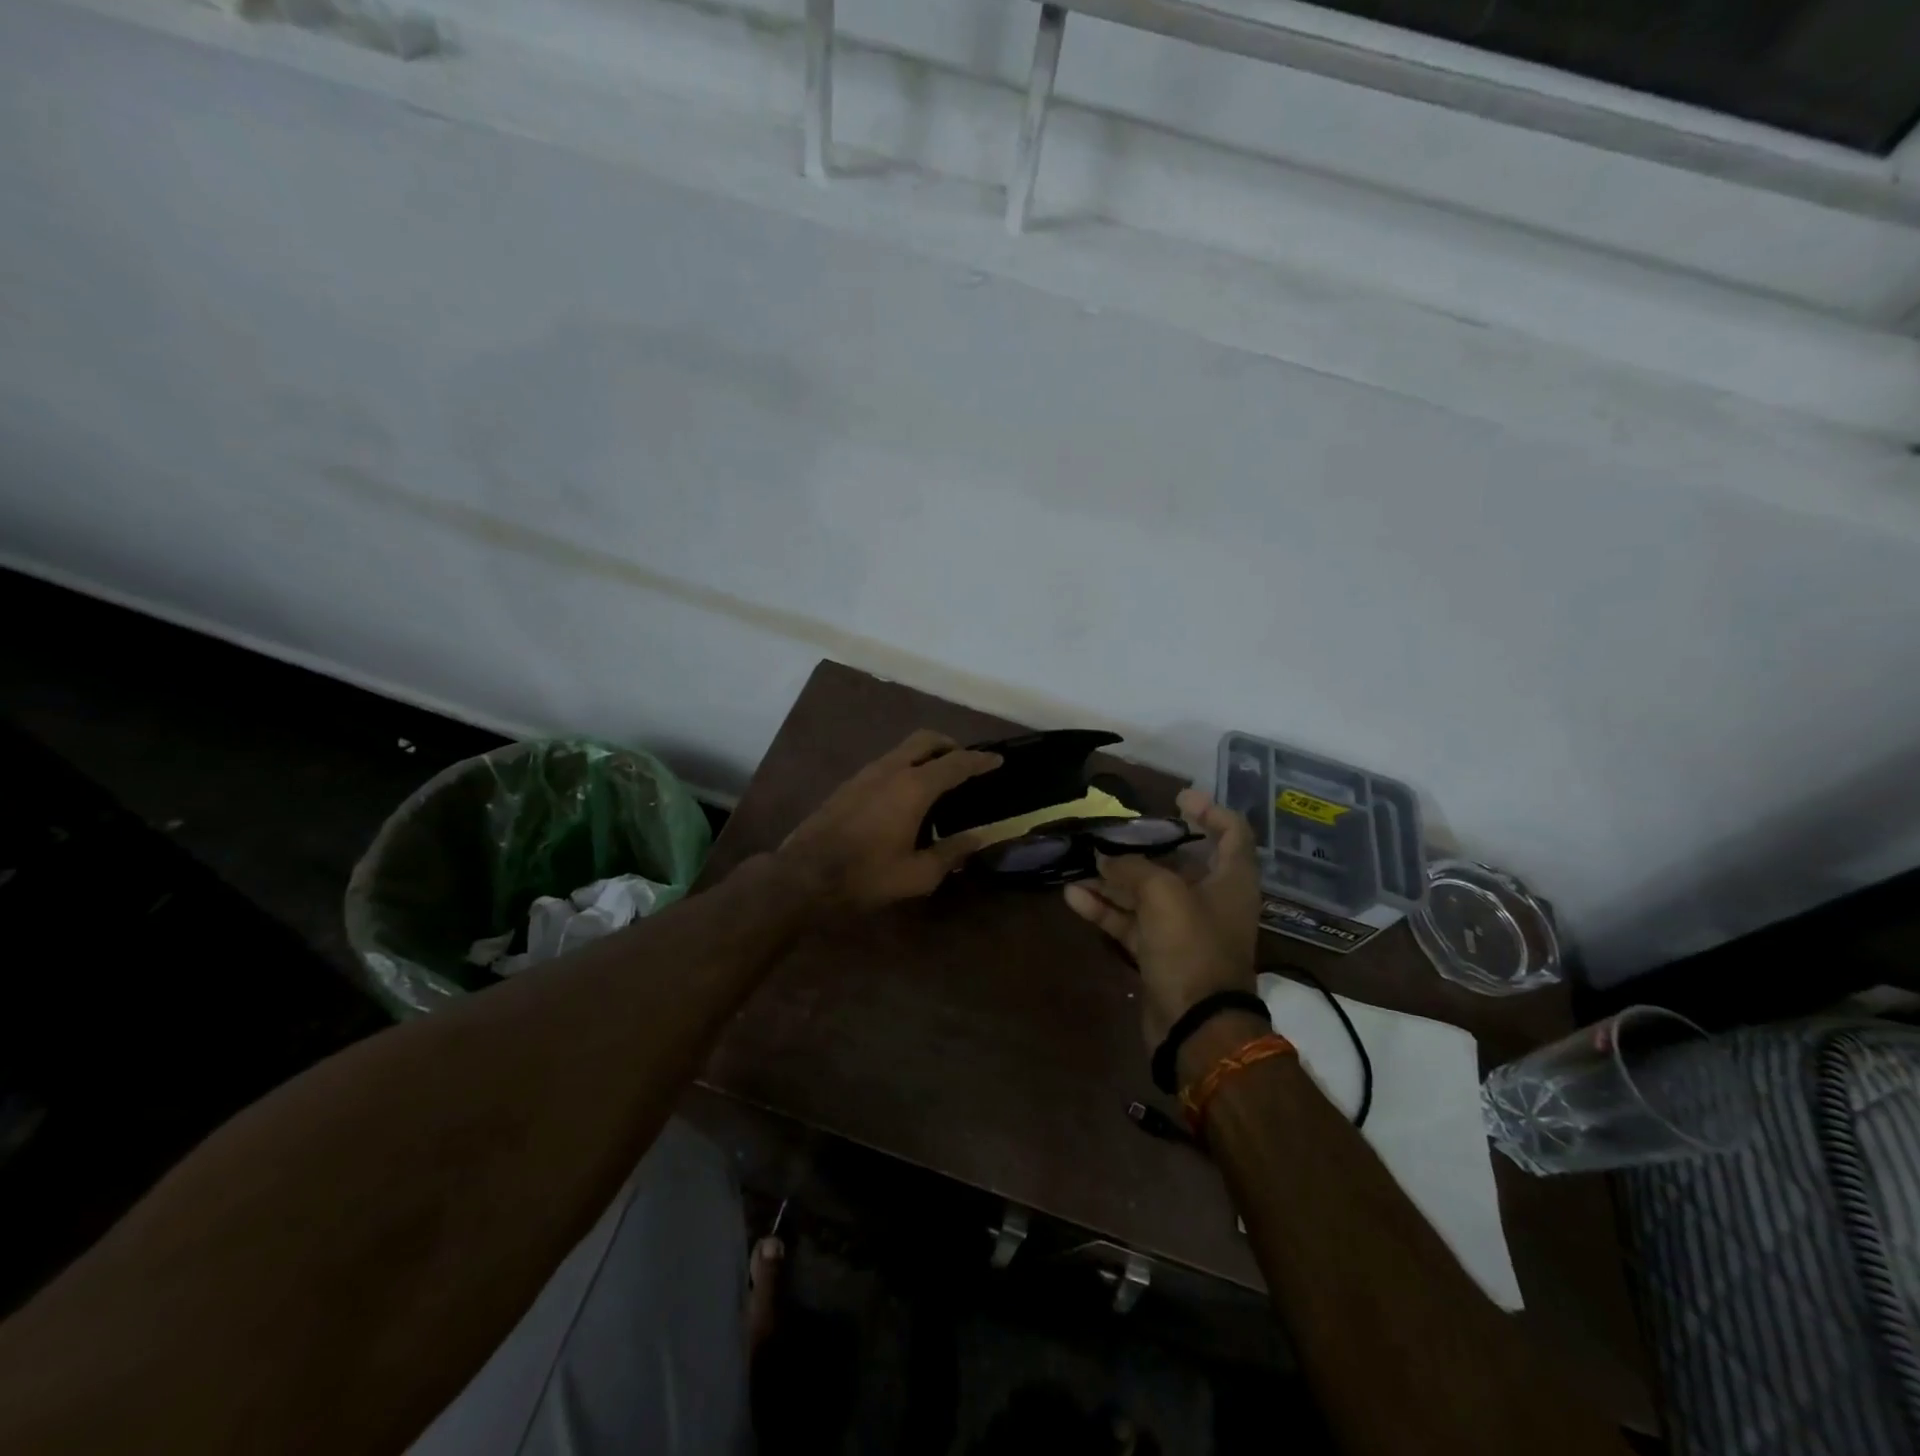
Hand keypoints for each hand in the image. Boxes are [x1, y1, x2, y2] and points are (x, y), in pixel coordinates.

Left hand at [777, 730, 1001, 912]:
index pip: (956, 763)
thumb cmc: (866, 876)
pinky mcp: (849, 784)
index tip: (998, 760)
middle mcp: (891, 770)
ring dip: (925, 755)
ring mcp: (865, 773)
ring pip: (903, 749)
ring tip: (938, 780)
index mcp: (913, 787)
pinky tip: (906, 796)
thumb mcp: (918, 874)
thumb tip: (978, 838)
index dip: (980, 761)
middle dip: (950, 745)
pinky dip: (905, 767)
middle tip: (965, 763)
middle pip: (926, 740)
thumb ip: (952, 852)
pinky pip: (887, 763)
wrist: (804, 874)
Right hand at [1063, 789, 1263, 1061]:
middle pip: (1180, 862)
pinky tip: (1073, 896)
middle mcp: (1210, 900)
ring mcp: (1183, 929)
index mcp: (1230, 880)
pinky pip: (1130, 922)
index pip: (1232, 833)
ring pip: (1146, 893)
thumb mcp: (1163, 895)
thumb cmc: (1192, 948)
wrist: (1196, 1026)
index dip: (1210, 810)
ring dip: (1114, 878)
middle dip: (1146, 845)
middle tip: (1115, 831)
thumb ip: (1133, 868)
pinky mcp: (1159, 953)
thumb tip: (1105, 856)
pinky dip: (1105, 909)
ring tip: (1081, 861)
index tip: (1178, 797)